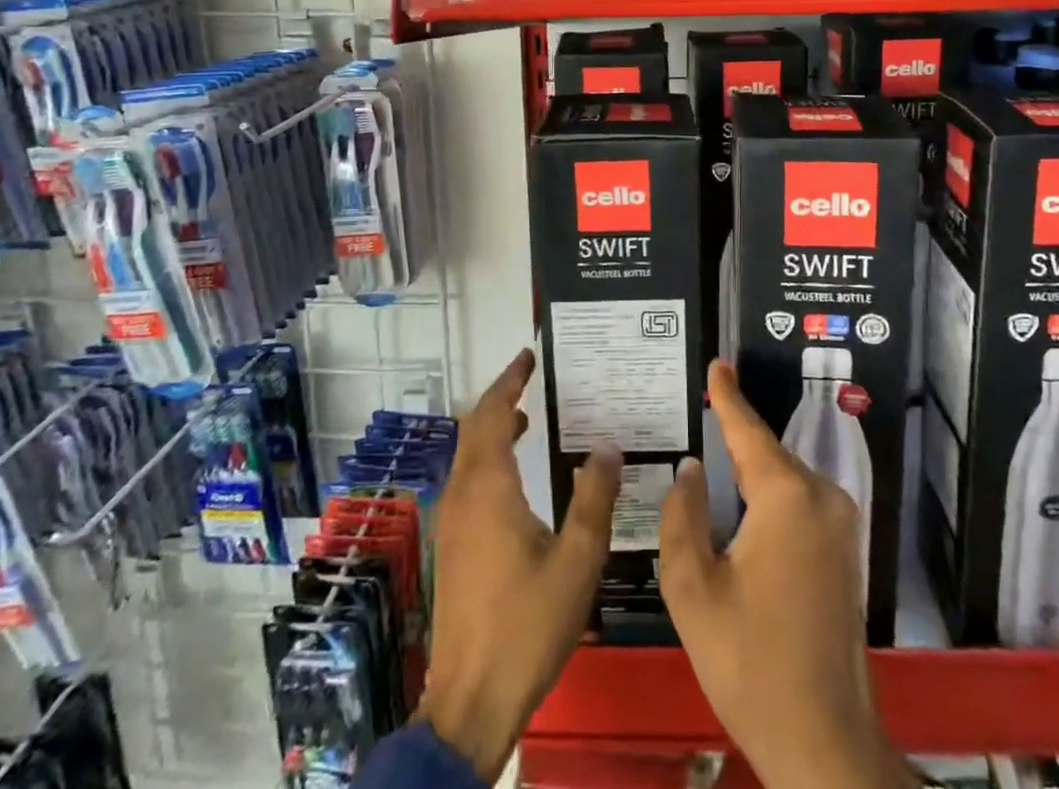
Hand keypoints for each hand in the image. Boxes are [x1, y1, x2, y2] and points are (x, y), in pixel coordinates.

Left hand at [417, 349, 621, 781]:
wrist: (471, 702)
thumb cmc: (527, 625)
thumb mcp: (577, 560)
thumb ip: (594, 498)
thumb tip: (607, 446)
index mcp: (488, 488)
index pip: (492, 414)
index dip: (509, 381)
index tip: (528, 357)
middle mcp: (462, 495)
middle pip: (474, 429)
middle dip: (500, 398)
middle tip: (532, 380)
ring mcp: (451, 522)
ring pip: (467, 455)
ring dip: (493, 429)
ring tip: (529, 418)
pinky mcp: (452, 545)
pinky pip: (467, 480)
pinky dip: (488, 458)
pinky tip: (517, 478)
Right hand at [659, 360, 911, 788]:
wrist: (825, 743)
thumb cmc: (750, 663)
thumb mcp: (693, 589)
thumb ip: (683, 516)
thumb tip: (691, 470)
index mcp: (786, 497)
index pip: (748, 431)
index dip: (728, 396)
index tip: (717, 364)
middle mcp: (822, 498)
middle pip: (767, 454)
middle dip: (735, 435)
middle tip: (700, 414)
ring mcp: (842, 526)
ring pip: (785, 479)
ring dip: (752, 469)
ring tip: (714, 456)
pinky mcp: (847, 552)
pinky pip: (800, 502)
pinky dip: (770, 494)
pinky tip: (744, 505)